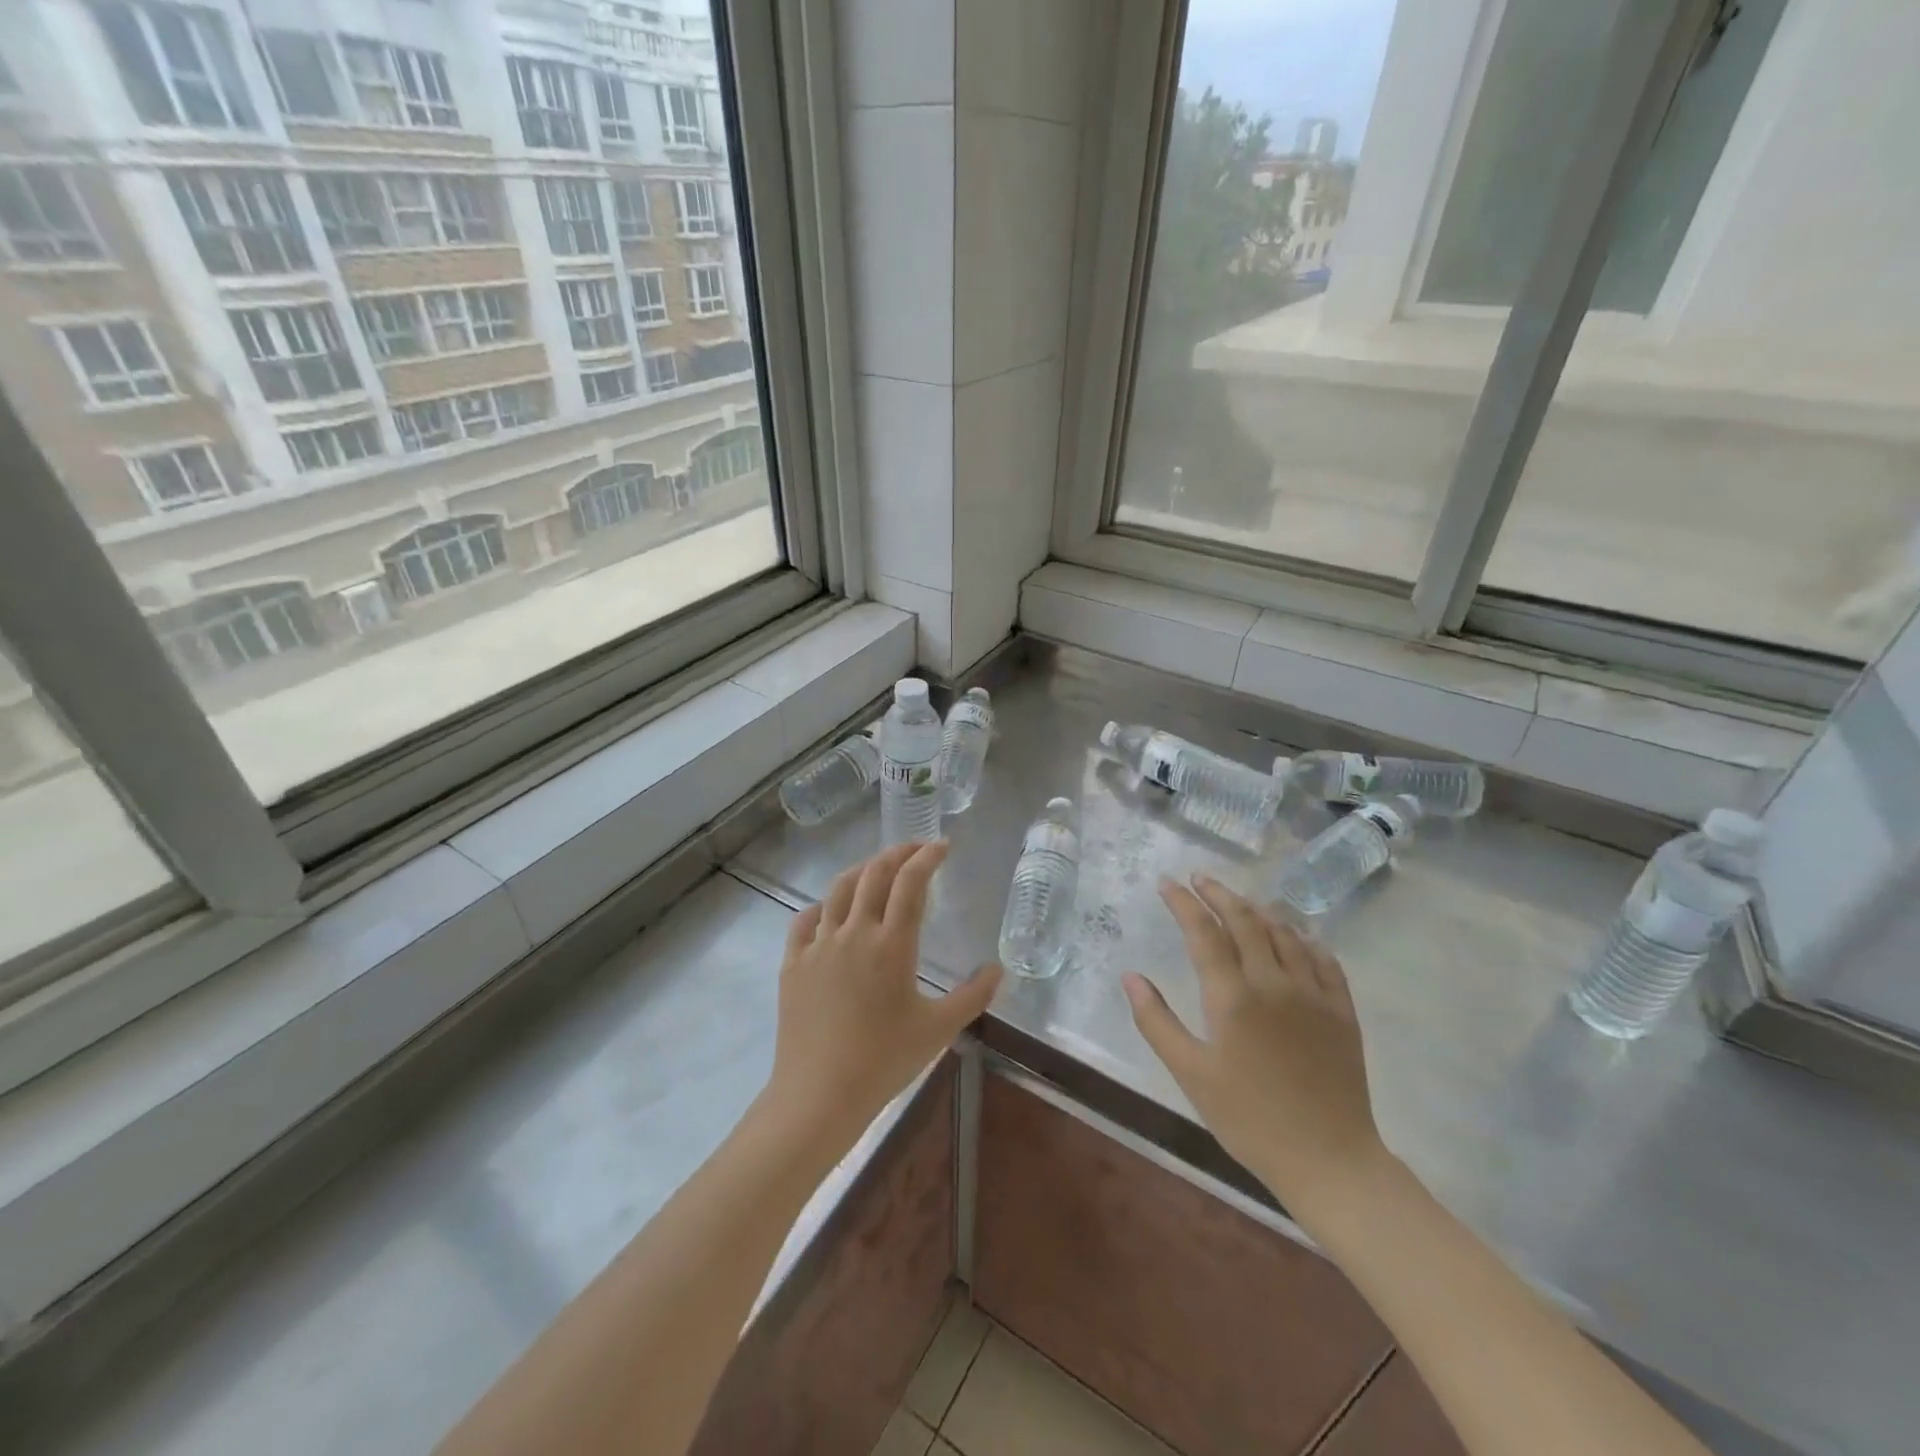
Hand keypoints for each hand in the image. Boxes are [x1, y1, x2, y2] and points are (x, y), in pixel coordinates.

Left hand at [763, 842, 1001, 1151]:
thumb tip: (998, 969)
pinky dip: (824, 906)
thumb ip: (973, 996)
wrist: (819, 1093)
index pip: (911, 883)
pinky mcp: (793, 962)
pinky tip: (831, 911)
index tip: (942, 845)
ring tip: (877, 869)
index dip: (927, 857)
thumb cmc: (884, 1060)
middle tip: (915, 849)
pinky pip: (806, 920)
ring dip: (862, 870)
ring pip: (839, 889)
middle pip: (874, 874)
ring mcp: (819, 945)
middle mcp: (854, 932)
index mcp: (891, 944)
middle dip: (897, 853)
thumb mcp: (939, 1030)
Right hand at [1124, 876, 1387, 1219]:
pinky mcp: (1342, 1010)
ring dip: (1258, 909)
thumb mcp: (1190, 1074)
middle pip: (1245, 921)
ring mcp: (1313, 993)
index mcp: (1232, 997)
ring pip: (1284, 932)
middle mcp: (1274, 982)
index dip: (1183, 902)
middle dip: (1219, 894)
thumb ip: (1156, 1021)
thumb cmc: (1248, 1119)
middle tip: (1199, 878)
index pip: (1204, 932)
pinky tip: (1295, 933)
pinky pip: (1324, 958)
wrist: (1329, 1160)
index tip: (1167, 882)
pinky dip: (1303, 936)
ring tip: (1240, 900)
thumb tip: (1130, 975)